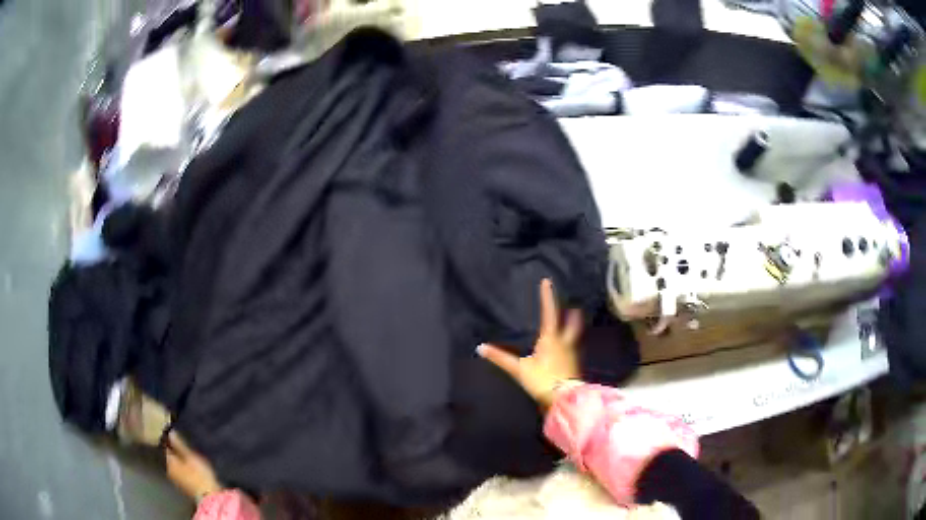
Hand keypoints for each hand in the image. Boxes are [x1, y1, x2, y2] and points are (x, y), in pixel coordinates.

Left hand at [165, 431, 223, 501]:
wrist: (212, 497)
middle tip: (182, 440)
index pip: (165, 445)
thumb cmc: (200, 475)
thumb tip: (170, 432)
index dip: (169, 438)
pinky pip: (182, 471)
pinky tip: (191, 464)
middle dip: (174, 449)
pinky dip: (184, 466)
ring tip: (188, 452)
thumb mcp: (191, 456)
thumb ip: (180, 444)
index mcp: (169, 461)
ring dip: (180, 458)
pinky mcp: (186, 485)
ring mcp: (178, 479)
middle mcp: (170, 470)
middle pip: (170, 455)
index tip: (174, 431)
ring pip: (176, 464)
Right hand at [478, 279, 581, 409]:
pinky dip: (572, 346)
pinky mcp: (575, 366)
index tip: (547, 282)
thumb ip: (501, 358)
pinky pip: (573, 351)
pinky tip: (569, 350)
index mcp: (550, 339)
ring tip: (574, 323)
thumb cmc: (542, 380)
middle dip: (571, 315)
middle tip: (575, 307)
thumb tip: (481, 347)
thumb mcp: (519, 369)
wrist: (564, 398)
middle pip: (570, 325)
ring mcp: (572, 355)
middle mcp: (564, 343)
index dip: (547, 297)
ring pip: (574, 337)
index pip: (549, 313)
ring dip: (574, 329)